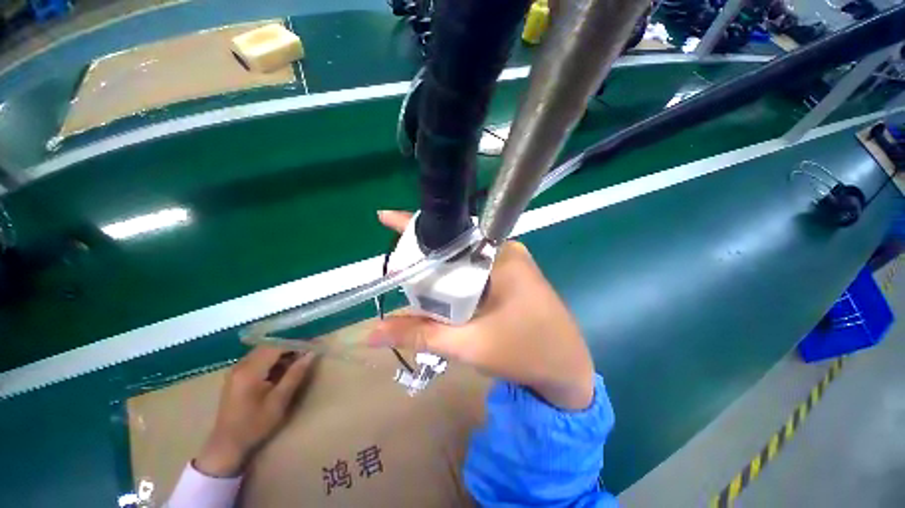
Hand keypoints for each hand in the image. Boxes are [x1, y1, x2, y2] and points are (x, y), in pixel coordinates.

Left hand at [195, 347, 315, 476]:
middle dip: (290, 347)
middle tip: (307, 353)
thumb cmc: (255, 425)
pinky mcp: (236, 375)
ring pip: (263, 351)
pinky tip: (281, 369)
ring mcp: (236, 370)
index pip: (276, 347)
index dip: (296, 344)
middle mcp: (241, 365)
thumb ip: (295, 374)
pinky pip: (257, 359)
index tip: (314, 346)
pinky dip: (272, 360)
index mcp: (250, 371)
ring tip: (297, 361)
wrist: (227, 444)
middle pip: (269, 346)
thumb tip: (311, 353)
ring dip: (281, 353)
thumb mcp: (279, 401)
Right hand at [370, 210, 595, 410]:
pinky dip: (456, 274)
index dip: (418, 228)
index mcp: (500, 255)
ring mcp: (512, 261)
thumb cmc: (523, 353)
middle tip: (397, 262)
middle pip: (456, 242)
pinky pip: (475, 266)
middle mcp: (506, 250)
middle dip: (426, 250)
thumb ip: (419, 334)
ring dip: (440, 265)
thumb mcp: (466, 344)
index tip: (387, 219)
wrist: (566, 370)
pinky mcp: (513, 275)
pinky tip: (441, 285)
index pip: (451, 232)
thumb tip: (372, 333)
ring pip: (465, 256)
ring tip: (412, 274)